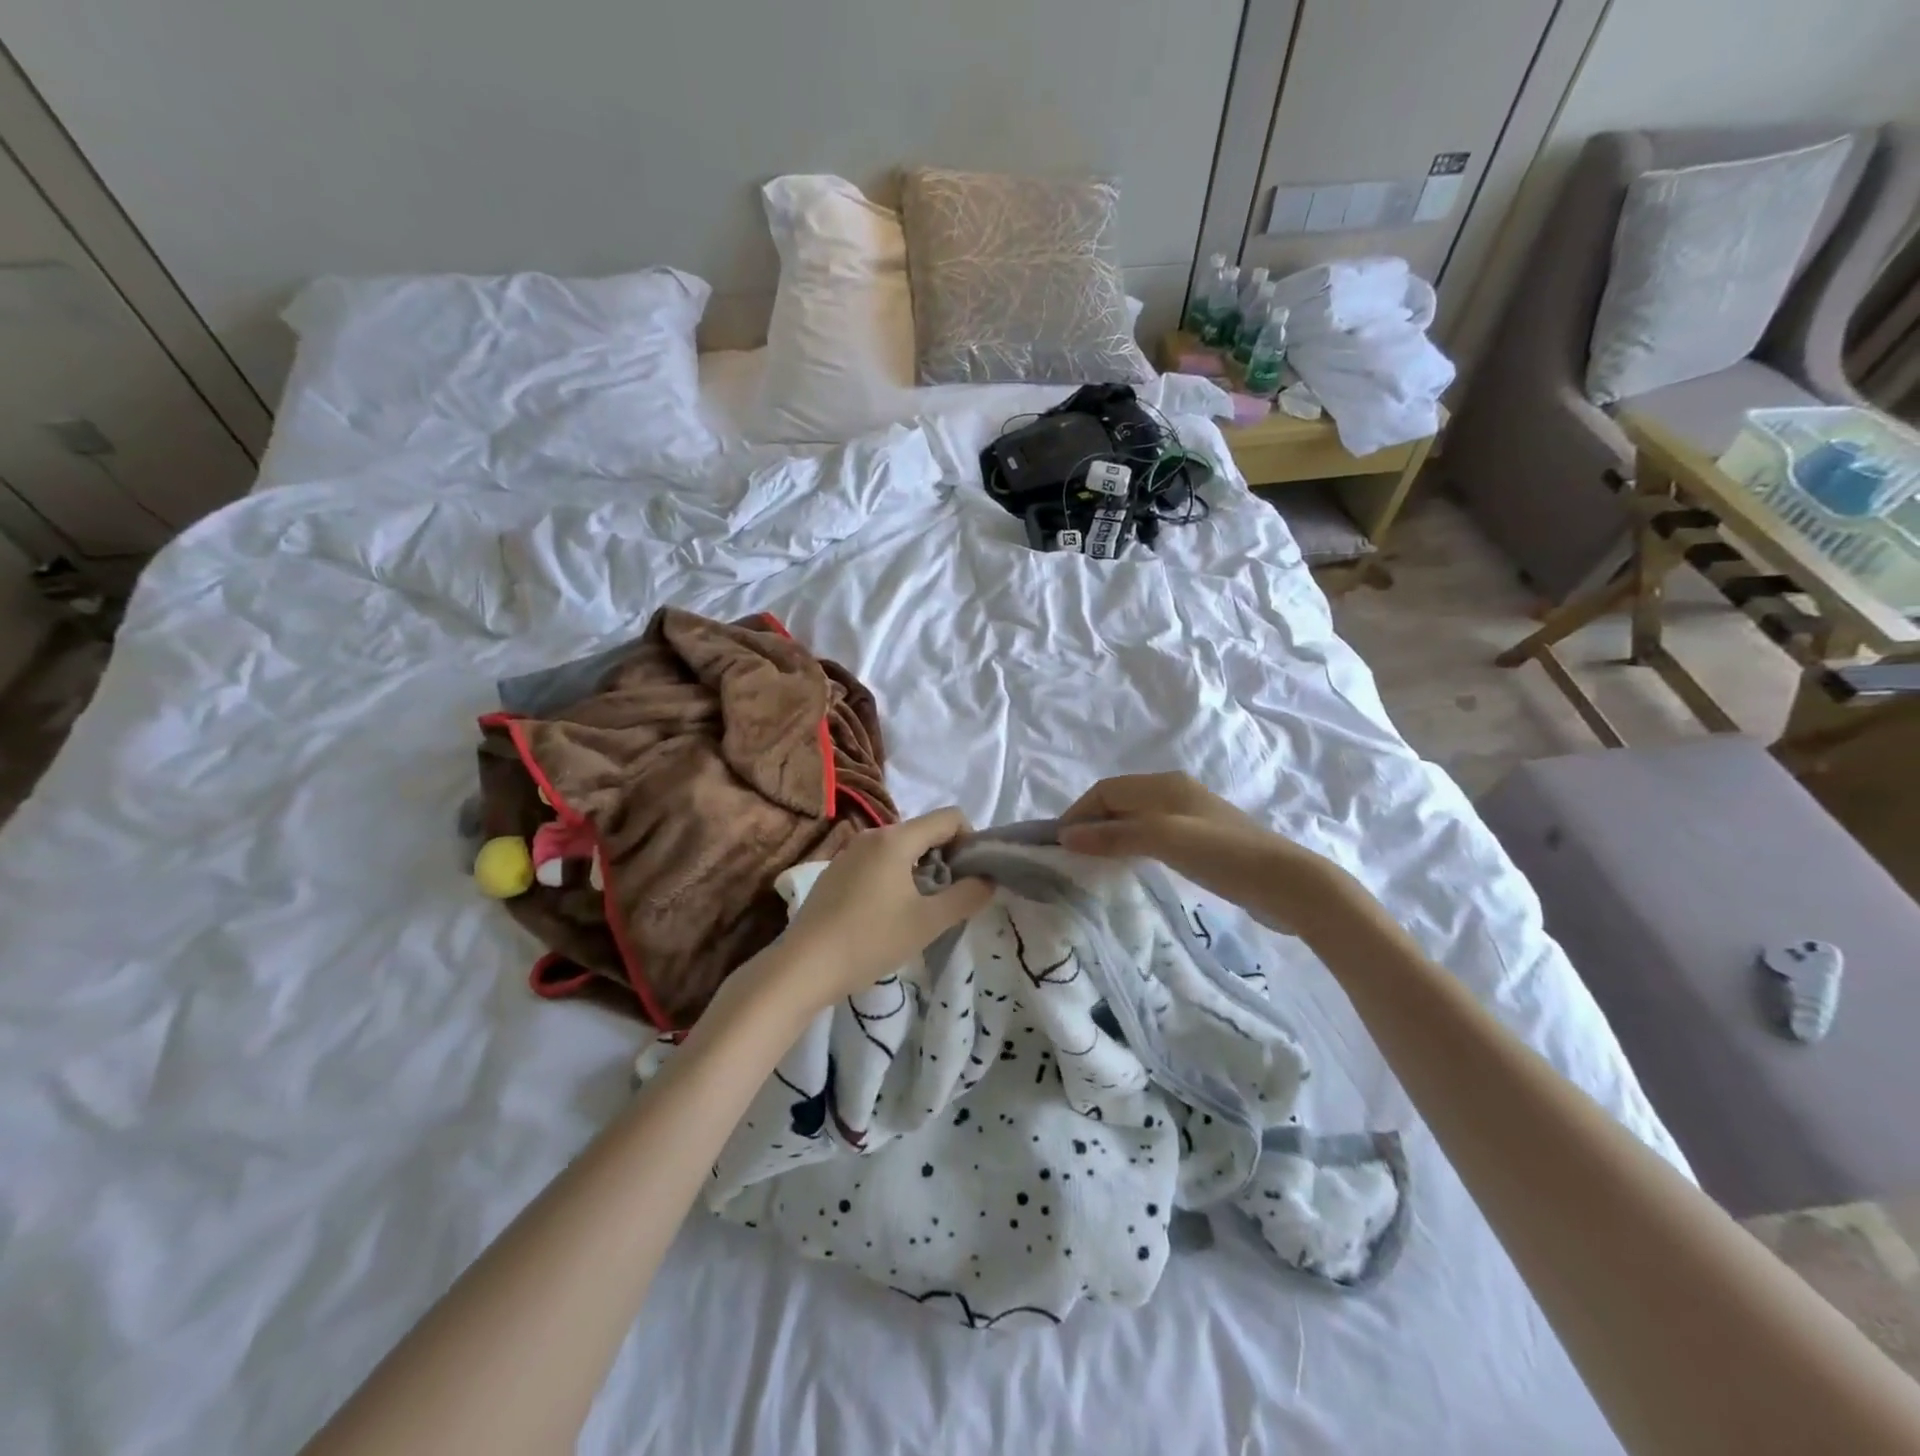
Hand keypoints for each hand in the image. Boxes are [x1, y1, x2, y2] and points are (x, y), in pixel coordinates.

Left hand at [761, 808, 992, 1012]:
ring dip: (921, 869)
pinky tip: (888, 913)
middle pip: (924, 831)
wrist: (803, 967)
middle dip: (946, 857)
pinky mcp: (836, 871)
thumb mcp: (928, 922)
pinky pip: (878, 861)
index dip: (970, 841)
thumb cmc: (870, 940)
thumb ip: (966, 897)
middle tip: (950, 897)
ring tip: (920, 909)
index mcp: (896, 839)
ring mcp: (849, 852)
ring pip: (900, 847)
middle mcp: (872, 835)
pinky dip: (895, 876)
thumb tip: (988, 879)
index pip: (950, 818)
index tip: (971, 876)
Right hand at [1058, 772, 1354, 935]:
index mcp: (1164, 785)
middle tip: (1070, 855)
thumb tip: (1065, 836)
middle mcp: (1174, 793)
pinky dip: (1131, 846)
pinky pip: (1151, 835)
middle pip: (1119, 802)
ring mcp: (1189, 817)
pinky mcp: (1201, 841)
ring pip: (1134, 819)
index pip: (1106, 790)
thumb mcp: (1163, 840)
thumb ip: (1114, 836)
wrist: (1286, 883)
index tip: (1058, 843)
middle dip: (1091, 823)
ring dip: (1110, 835)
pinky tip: (1129, 866)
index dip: (1078, 813)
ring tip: (1092, 863)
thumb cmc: (1223, 855)